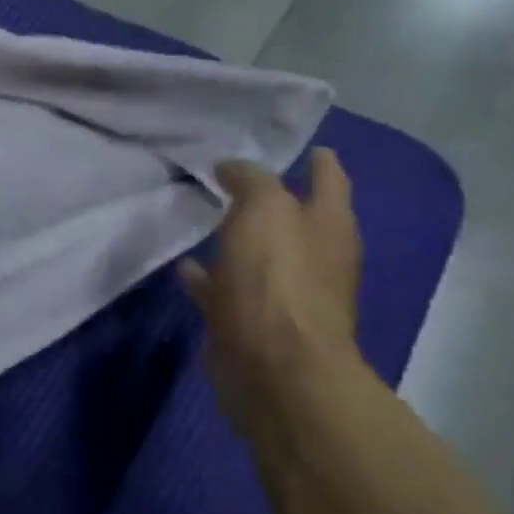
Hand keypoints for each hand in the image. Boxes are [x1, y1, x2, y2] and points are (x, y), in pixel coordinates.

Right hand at [178, 148, 362, 425]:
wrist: (273, 366)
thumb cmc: (276, 280)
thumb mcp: (263, 210)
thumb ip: (250, 182)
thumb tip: (231, 168)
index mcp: (329, 226)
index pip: (330, 181)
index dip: (321, 163)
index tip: (309, 147)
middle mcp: (314, 258)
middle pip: (294, 220)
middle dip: (274, 201)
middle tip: (239, 180)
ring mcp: (284, 294)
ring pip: (258, 256)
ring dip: (238, 241)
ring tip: (205, 220)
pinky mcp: (251, 322)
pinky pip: (227, 290)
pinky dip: (209, 278)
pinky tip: (184, 269)